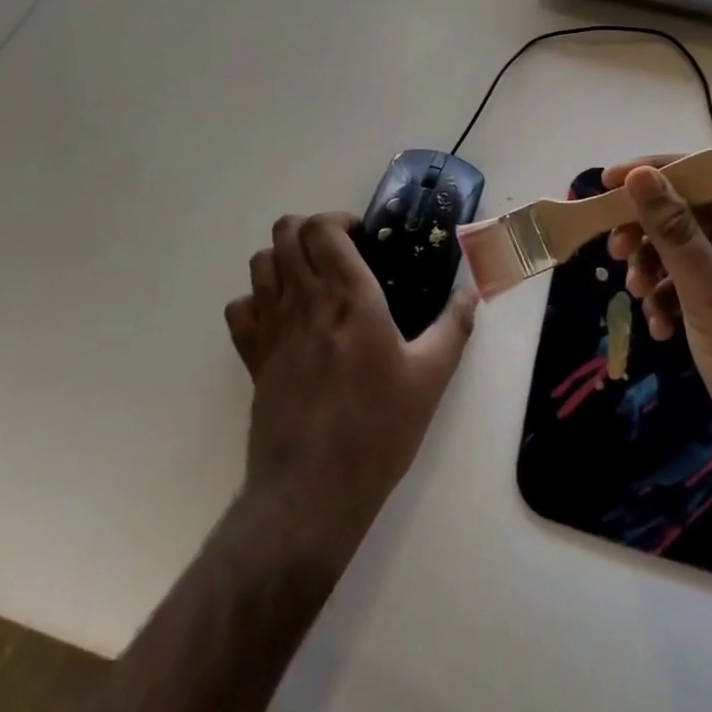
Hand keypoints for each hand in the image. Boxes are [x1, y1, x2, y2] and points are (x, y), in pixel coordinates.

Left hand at [224, 212, 476, 569]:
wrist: (312, 491)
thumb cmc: (377, 430)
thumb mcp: (430, 379)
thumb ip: (453, 327)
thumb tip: (472, 292)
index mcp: (349, 296)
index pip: (322, 228)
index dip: (338, 219)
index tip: (360, 236)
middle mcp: (305, 300)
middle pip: (286, 232)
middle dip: (309, 229)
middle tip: (336, 252)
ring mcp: (272, 327)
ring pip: (260, 262)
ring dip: (283, 258)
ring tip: (310, 279)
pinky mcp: (252, 357)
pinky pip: (239, 308)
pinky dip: (256, 300)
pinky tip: (280, 317)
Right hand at [604, 159, 711, 515]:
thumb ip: (674, 232)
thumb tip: (640, 173)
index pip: (708, 174)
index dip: (658, 170)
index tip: (607, 184)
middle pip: (691, 211)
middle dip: (648, 227)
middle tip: (615, 252)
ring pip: (686, 249)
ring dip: (654, 266)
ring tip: (637, 296)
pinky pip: (691, 285)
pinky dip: (668, 298)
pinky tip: (659, 328)